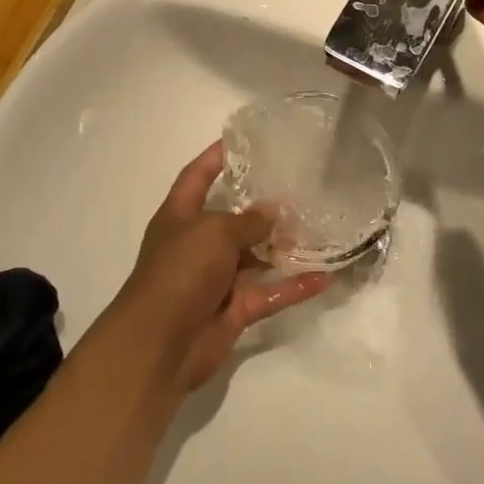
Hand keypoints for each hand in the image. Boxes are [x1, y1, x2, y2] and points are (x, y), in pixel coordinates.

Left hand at [104, 143, 329, 392]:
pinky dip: (293, 286)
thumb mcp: (214, 232)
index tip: (242, 139)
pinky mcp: (234, 309)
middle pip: (232, 217)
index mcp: (180, 216)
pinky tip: (324, 277)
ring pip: (255, 256)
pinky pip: (269, 292)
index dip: (215, 157)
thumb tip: (273, 211)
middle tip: (298, 185)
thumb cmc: (179, 271)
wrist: (159, 344)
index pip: (197, 176)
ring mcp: (216, 278)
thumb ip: (248, 221)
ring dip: (282, 246)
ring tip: (318, 227)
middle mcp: (197, 243)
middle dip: (261, 205)